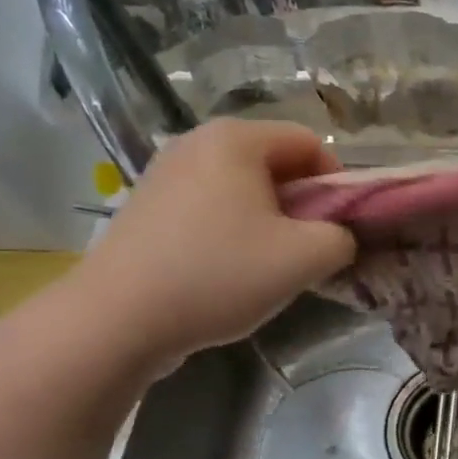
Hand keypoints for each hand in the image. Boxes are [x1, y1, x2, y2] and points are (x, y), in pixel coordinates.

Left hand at [74, 120, 354, 368]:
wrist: (115, 320)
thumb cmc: (218, 274)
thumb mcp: (304, 258)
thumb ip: (342, 237)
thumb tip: (339, 236)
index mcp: (237, 138)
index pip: (309, 143)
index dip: (336, 183)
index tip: (337, 228)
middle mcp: (198, 142)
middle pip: (274, 162)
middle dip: (301, 204)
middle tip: (306, 249)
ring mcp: (166, 172)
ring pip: (241, 187)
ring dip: (267, 220)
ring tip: (266, 264)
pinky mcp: (146, 205)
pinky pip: (209, 205)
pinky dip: (230, 229)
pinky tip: (225, 271)